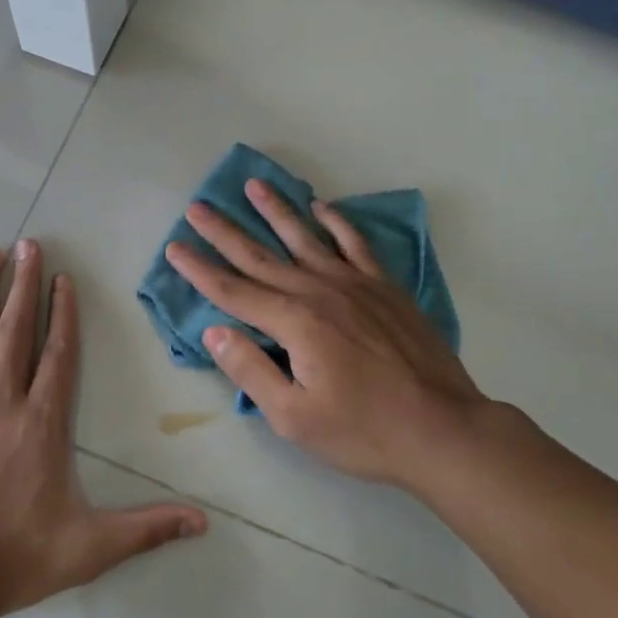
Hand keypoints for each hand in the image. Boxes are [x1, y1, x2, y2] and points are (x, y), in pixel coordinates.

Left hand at [0, 239, 207, 617]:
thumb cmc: (12, 560)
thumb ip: (145, 529)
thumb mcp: (88, 549)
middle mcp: (2, 402)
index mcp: (42, 424)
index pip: (59, 354)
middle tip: (29, 244)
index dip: (64, 313)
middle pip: (17, 331)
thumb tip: (203, 522)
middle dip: (25, 285)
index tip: (64, 277)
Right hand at [166, 179, 494, 490]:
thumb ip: (250, 370)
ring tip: (253, 185)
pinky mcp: (385, 288)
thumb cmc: (363, 432)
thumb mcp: (294, 417)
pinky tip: (322, 207)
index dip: (199, 270)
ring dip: (276, 211)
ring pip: (305, 239)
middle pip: (261, 257)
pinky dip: (336, 223)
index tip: (174, 246)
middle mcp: (319, 292)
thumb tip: (215, 331)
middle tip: (197, 207)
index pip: (233, 291)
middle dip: (224, 232)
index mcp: (294, 323)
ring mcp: (355, 285)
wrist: (443, 430)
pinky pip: (355, 244)